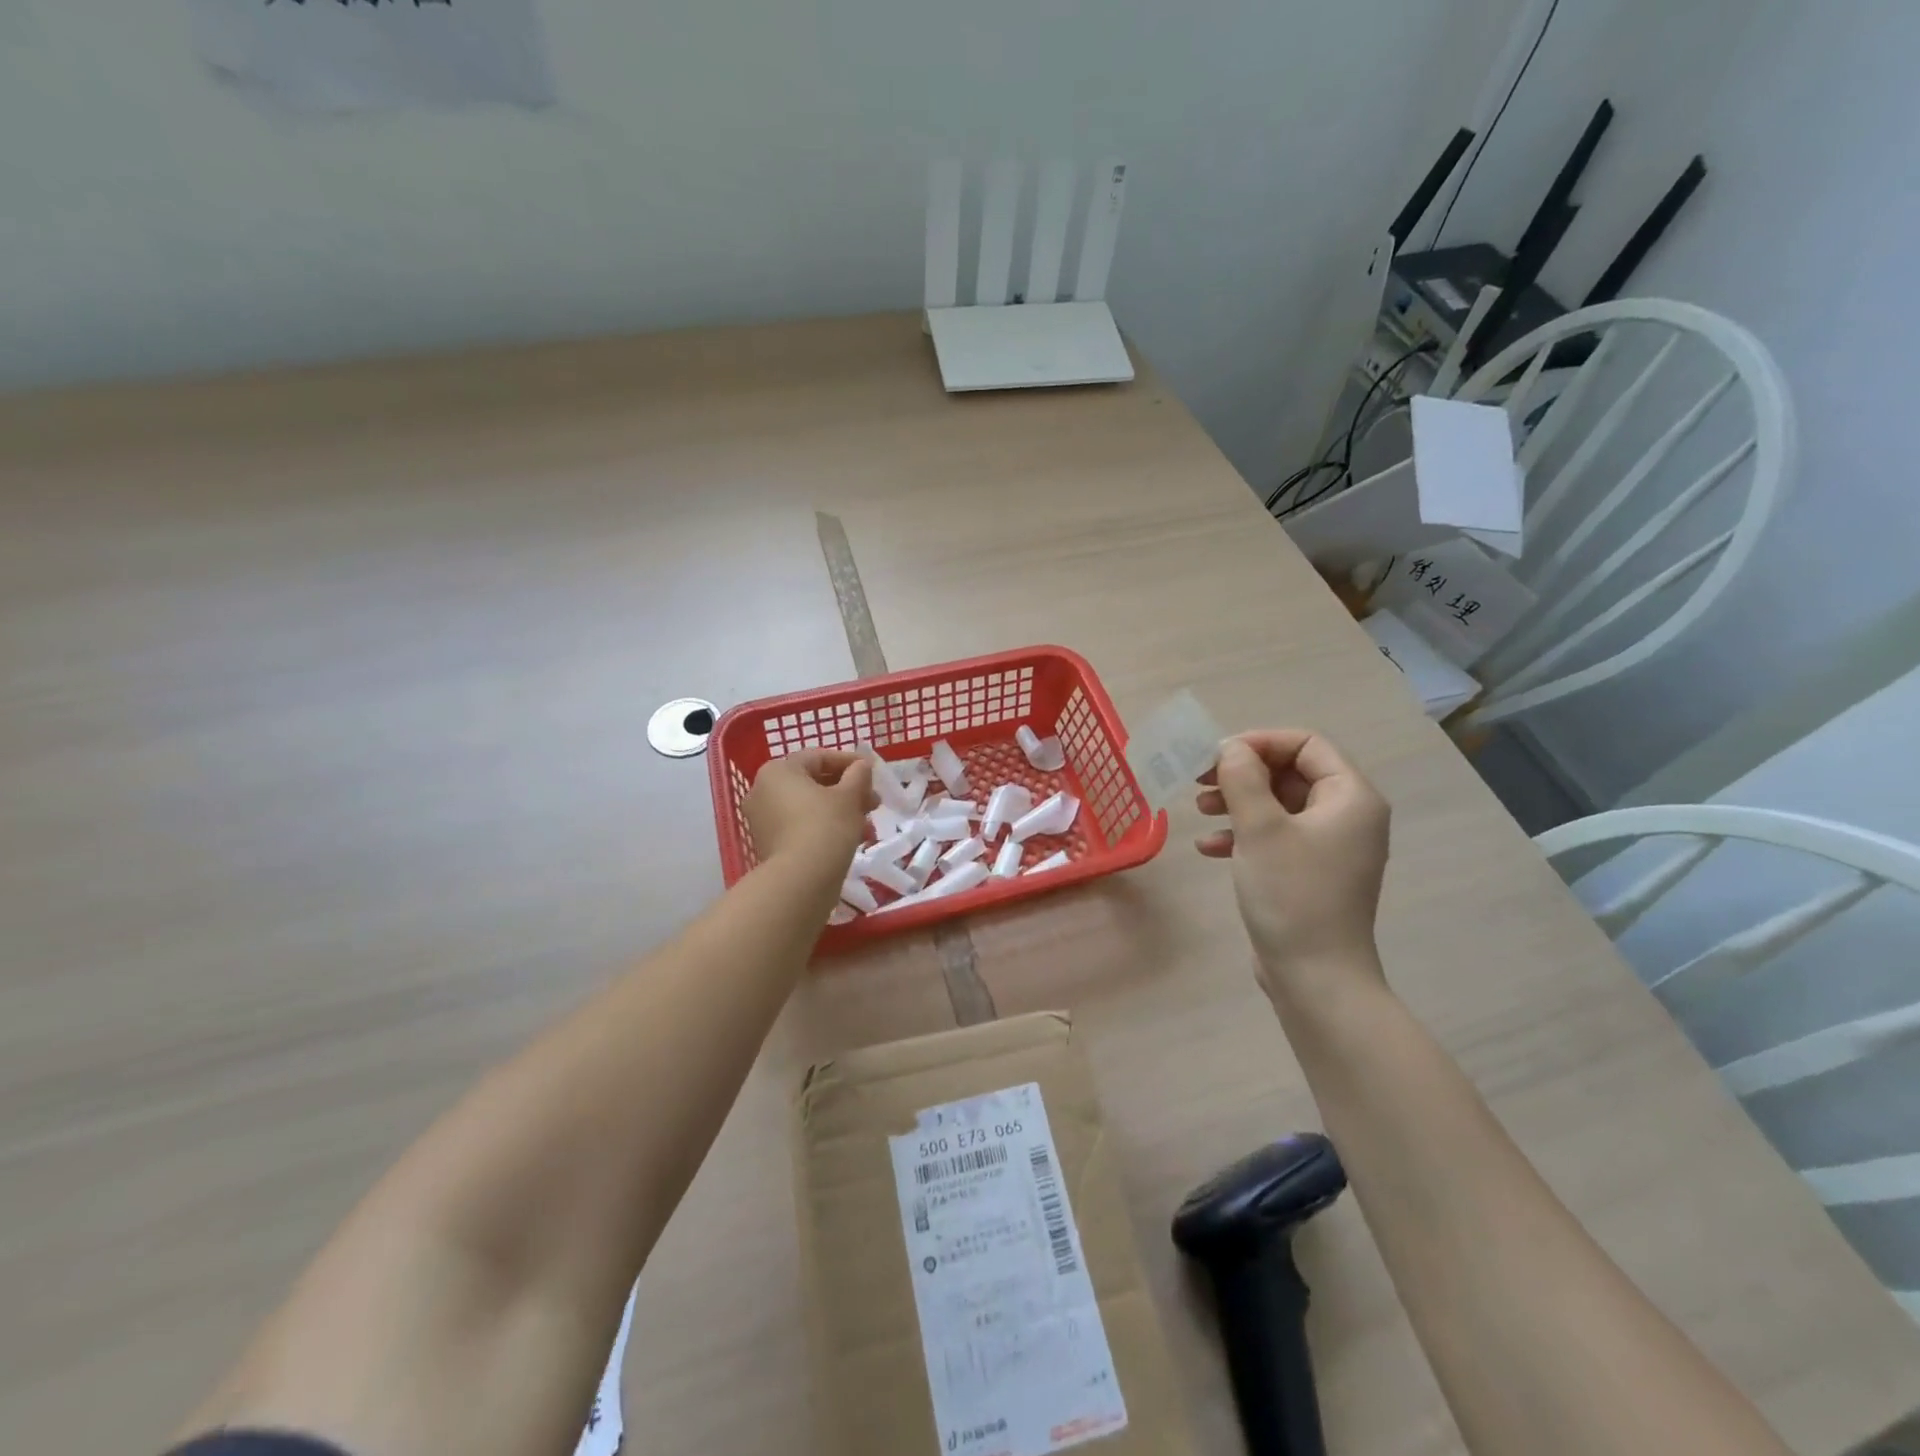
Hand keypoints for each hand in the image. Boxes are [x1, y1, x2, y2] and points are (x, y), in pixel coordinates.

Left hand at [744, 750, 873, 868]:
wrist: (801, 881)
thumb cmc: (826, 826)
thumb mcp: (850, 796)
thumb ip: (858, 775)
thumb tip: (862, 766)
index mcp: (778, 771)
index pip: (819, 757)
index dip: (850, 762)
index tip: (873, 772)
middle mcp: (763, 790)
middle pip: (812, 782)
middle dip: (847, 790)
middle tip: (873, 801)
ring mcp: (763, 820)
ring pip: (808, 806)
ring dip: (839, 810)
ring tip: (866, 823)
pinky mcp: (769, 844)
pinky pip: (800, 825)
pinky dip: (824, 826)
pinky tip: (851, 838)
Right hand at [1196, 730, 1390, 1004]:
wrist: (1315, 978)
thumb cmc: (1292, 894)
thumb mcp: (1260, 829)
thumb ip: (1242, 778)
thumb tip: (1230, 748)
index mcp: (1351, 797)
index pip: (1306, 744)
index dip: (1259, 742)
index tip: (1217, 755)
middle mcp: (1348, 816)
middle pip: (1291, 773)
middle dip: (1243, 773)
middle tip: (1201, 779)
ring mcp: (1331, 847)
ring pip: (1280, 804)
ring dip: (1238, 801)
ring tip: (1199, 808)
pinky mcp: (1312, 872)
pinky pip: (1277, 836)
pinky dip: (1244, 834)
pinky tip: (1209, 848)